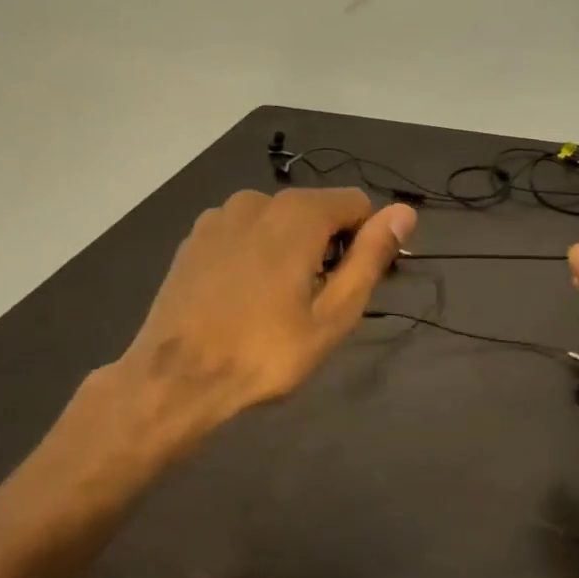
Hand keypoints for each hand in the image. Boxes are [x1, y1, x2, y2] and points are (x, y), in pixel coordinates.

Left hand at [111, 188, 415, 446]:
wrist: (174, 377)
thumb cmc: (264, 352)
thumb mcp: (332, 314)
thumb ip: (370, 257)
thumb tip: (404, 212)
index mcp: (297, 213)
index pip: (356, 204)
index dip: (365, 241)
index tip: (350, 284)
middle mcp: (257, 199)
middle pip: (315, 211)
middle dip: (325, 247)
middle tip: (313, 305)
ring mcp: (220, 216)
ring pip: (277, 221)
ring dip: (288, 250)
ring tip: (274, 304)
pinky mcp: (194, 236)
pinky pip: (243, 233)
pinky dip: (254, 253)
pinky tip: (240, 296)